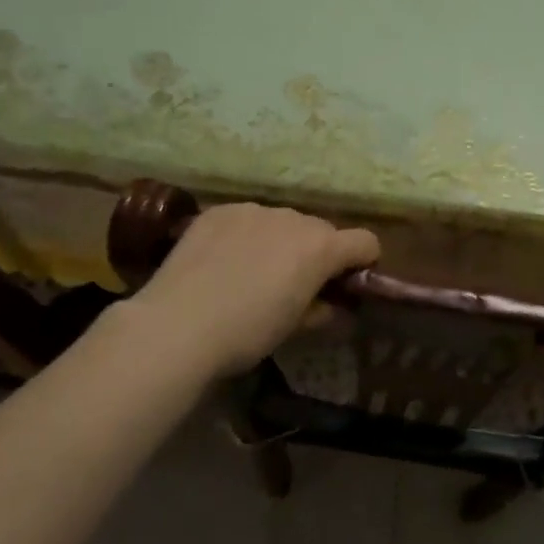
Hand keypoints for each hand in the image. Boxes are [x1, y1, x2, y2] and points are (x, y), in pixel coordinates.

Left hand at [128, 203, 378, 378]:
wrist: (177, 326)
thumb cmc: (246, 333)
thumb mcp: (294, 328)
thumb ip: (321, 310)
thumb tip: (330, 305)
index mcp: (321, 248)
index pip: (366, 242)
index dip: (363, 262)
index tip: (346, 284)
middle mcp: (294, 219)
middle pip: (322, 231)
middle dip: (317, 253)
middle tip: (294, 284)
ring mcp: (254, 210)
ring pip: (283, 222)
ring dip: (280, 241)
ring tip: (252, 271)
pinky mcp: (219, 211)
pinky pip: (247, 219)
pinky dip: (246, 235)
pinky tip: (223, 261)